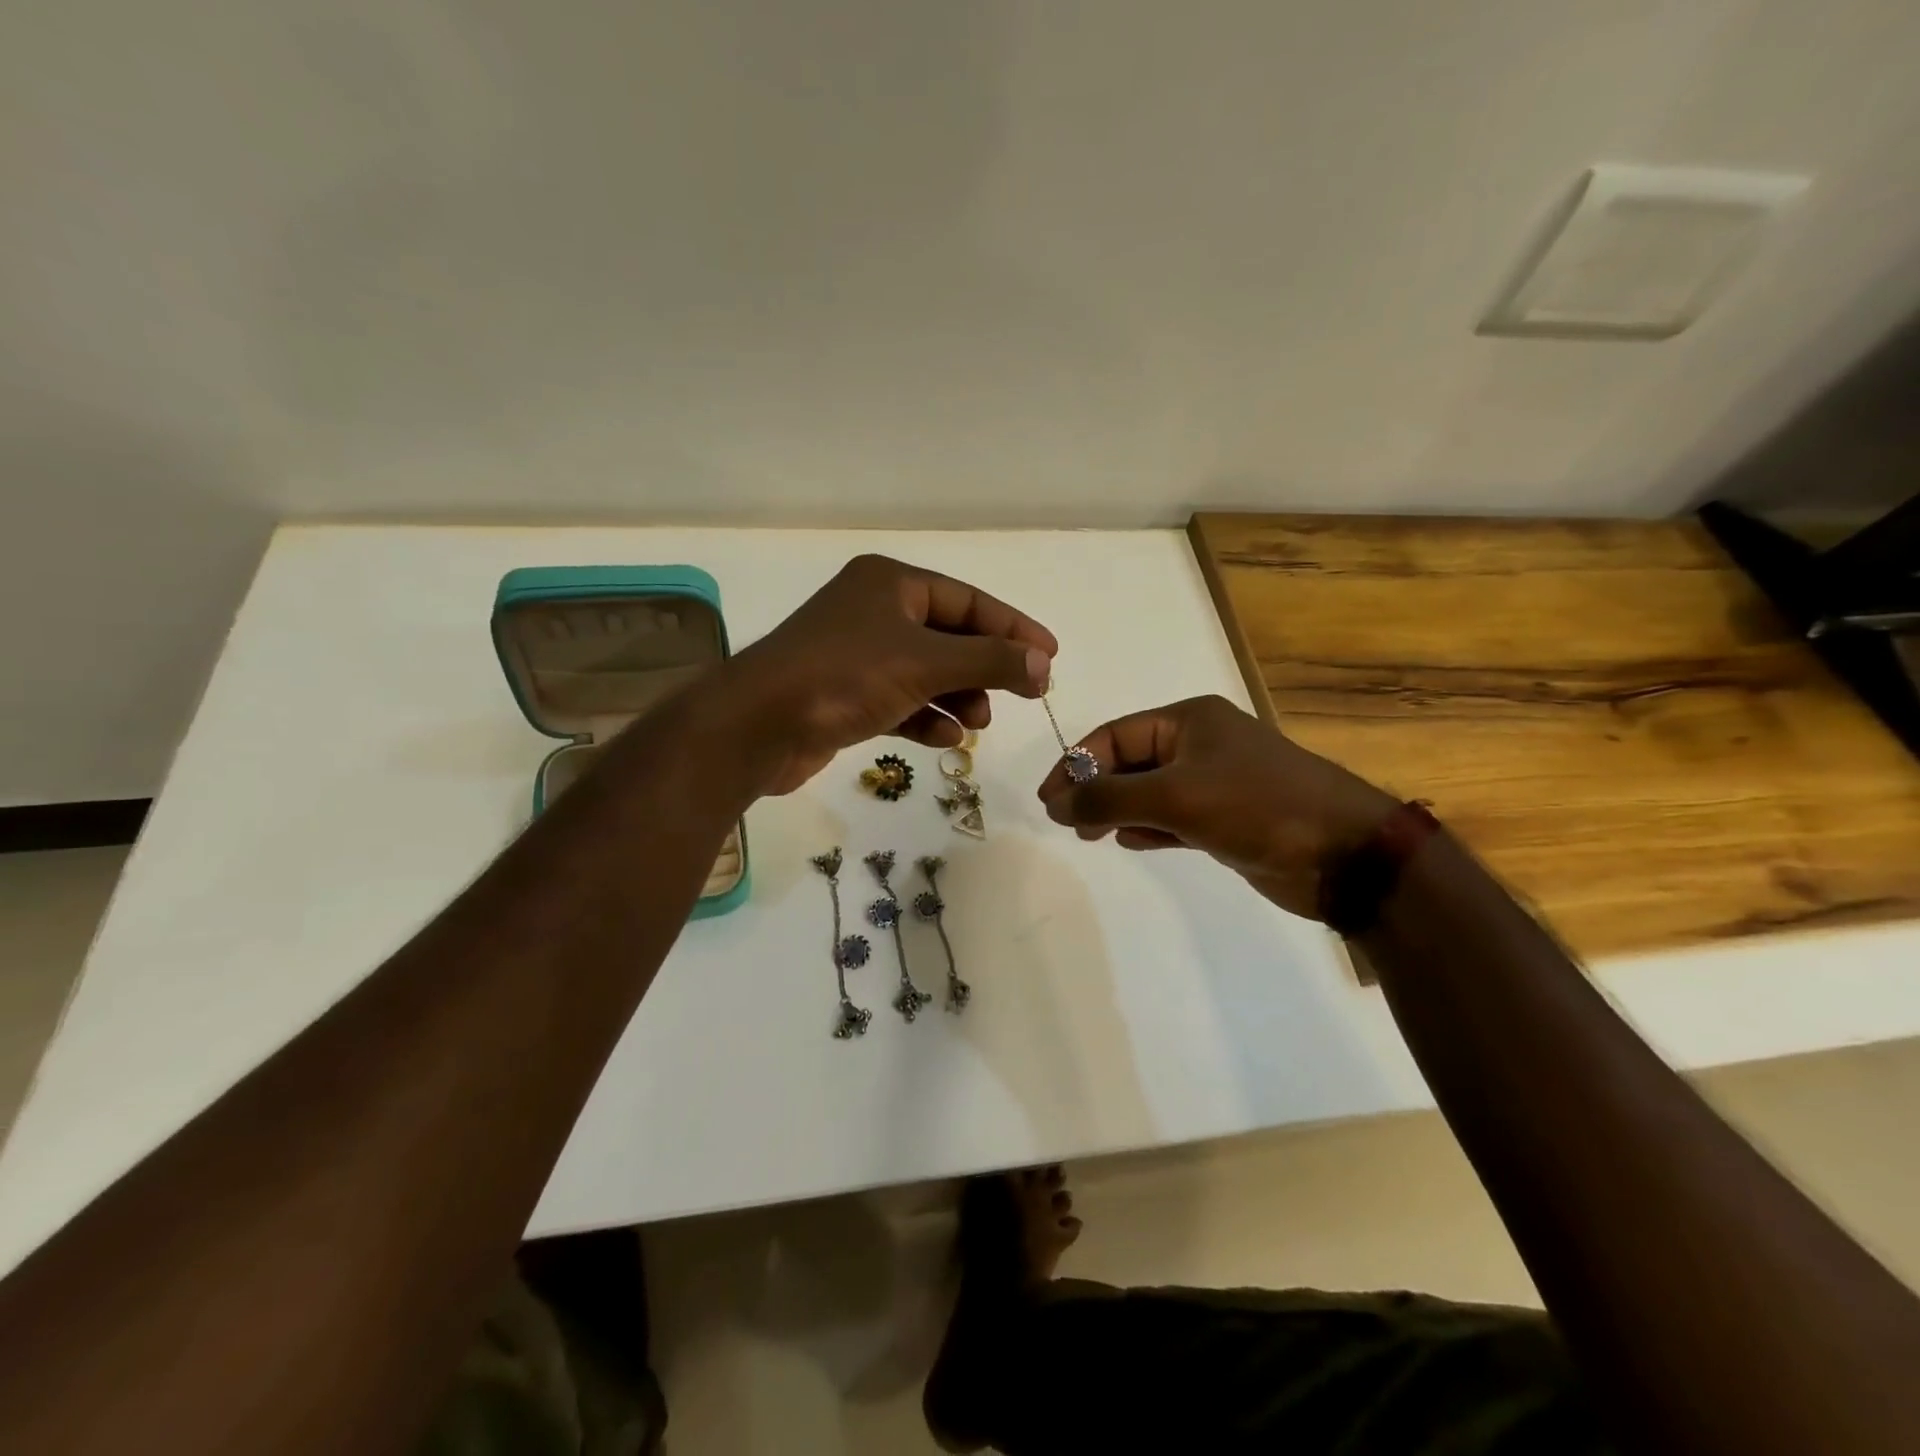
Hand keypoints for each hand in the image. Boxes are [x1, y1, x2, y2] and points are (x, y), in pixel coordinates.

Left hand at [721, 555, 1056, 795]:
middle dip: (984, 668)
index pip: (968, 600)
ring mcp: (856, 654)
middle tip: (1022, 695)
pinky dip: (925, 717)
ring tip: (979, 724)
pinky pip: (900, 700)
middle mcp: (873, 611)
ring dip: (958, 696)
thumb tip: (1042, 664)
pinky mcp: (843, 695)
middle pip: (948, 636)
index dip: (1013, 627)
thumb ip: (990, 660)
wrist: (757, 726)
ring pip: (925, 671)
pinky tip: (946, 739)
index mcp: (891, 584)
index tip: (1050, 656)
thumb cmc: (845, 677)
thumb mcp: (926, 662)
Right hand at [1036, 695, 1396, 919]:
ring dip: (1118, 810)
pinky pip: (1171, 817)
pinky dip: (1148, 827)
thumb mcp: (1176, 796)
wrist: (1343, 854)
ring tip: (1092, 835)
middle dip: (1096, 789)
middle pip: (1128, 762)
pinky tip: (1129, 841)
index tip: (1049, 801)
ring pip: (1148, 792)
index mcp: (1188, 720)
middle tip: (1069, 823)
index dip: (1076, 764)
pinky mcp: (1224, 818)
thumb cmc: (1257, 807)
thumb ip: (1109, 798)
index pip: (1114, 735)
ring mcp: (1213, 782)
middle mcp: (1198, 744)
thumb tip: (1055, 804)